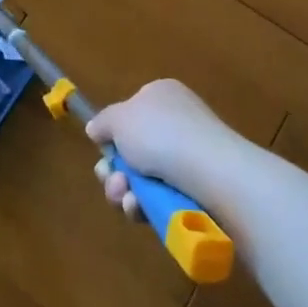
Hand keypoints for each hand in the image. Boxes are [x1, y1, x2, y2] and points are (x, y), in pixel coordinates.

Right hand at [86, 80, 243, 220]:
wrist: (211, 172)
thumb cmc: (161, 134)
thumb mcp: (119, 118)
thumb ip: (103, 122)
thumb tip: (96, 129)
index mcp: (162, 96)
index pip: (131, 113)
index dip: (114, 134)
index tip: (103, 150)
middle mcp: (178, 122)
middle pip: (133, 150)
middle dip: (115, 170)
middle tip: (112, 180)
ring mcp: (191, 157)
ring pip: (144, 179)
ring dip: (125, 191)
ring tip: (126, 199)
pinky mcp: (200, 190)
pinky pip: (162, 198)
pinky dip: (146, 205)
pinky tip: (140, 210)